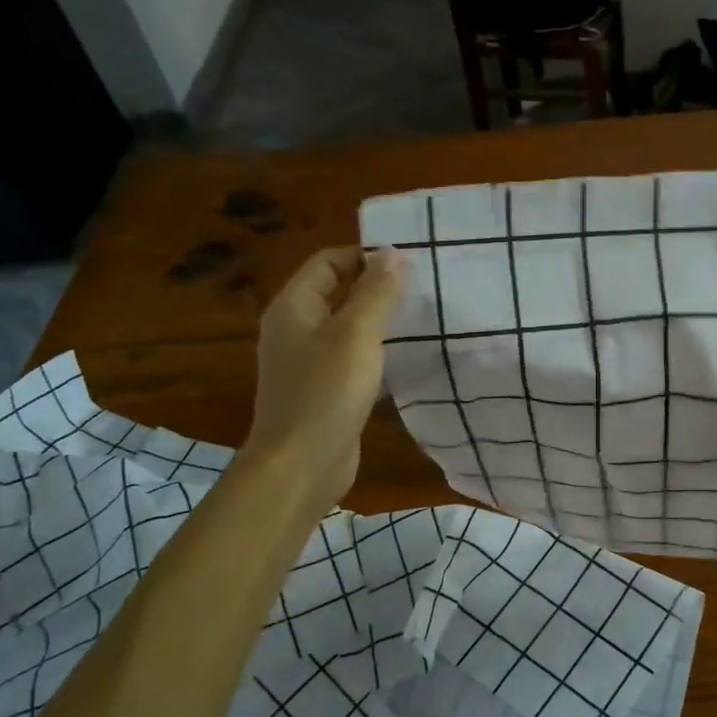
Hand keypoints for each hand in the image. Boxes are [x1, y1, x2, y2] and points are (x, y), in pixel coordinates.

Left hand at [244, 247, 405, 512]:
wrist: (300, 465)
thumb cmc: (326, 392)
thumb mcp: (357, 334)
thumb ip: (377, 292)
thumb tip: (393, 252)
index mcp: (294, 307)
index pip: (328, 261)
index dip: (365, 255)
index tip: (409, 262)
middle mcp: (295, 329)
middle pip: (337, 293)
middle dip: (377, 287)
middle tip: (423, 288)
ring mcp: (307, 363)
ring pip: (347, 328)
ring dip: (380, 322)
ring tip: (422, 319)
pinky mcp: (323, 392)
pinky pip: (351, 360)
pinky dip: (376, 354)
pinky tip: (406, 360)